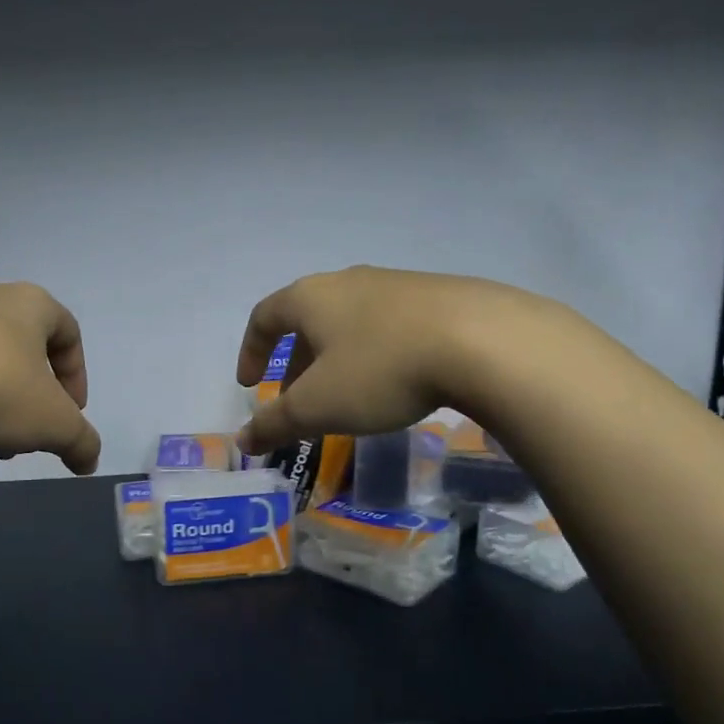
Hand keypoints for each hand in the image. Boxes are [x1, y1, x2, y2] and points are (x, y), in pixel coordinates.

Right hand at [235, 266, 539, 454]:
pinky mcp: (437, 297)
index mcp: (311, 298)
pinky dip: (375, 355)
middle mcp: (348, 282)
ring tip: (347, 398)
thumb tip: (241, 441)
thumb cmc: (380, 369)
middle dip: (296, 365)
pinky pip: (388, 327)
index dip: (251, 351)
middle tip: (297, 402)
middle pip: (308, 321)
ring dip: (336, 361)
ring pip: (350, 324)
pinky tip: (396, 383)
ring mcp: (395, 285)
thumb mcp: (318, 406)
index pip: (264, 316)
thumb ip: (275, 423)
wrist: (482, 340)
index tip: (249, 385)